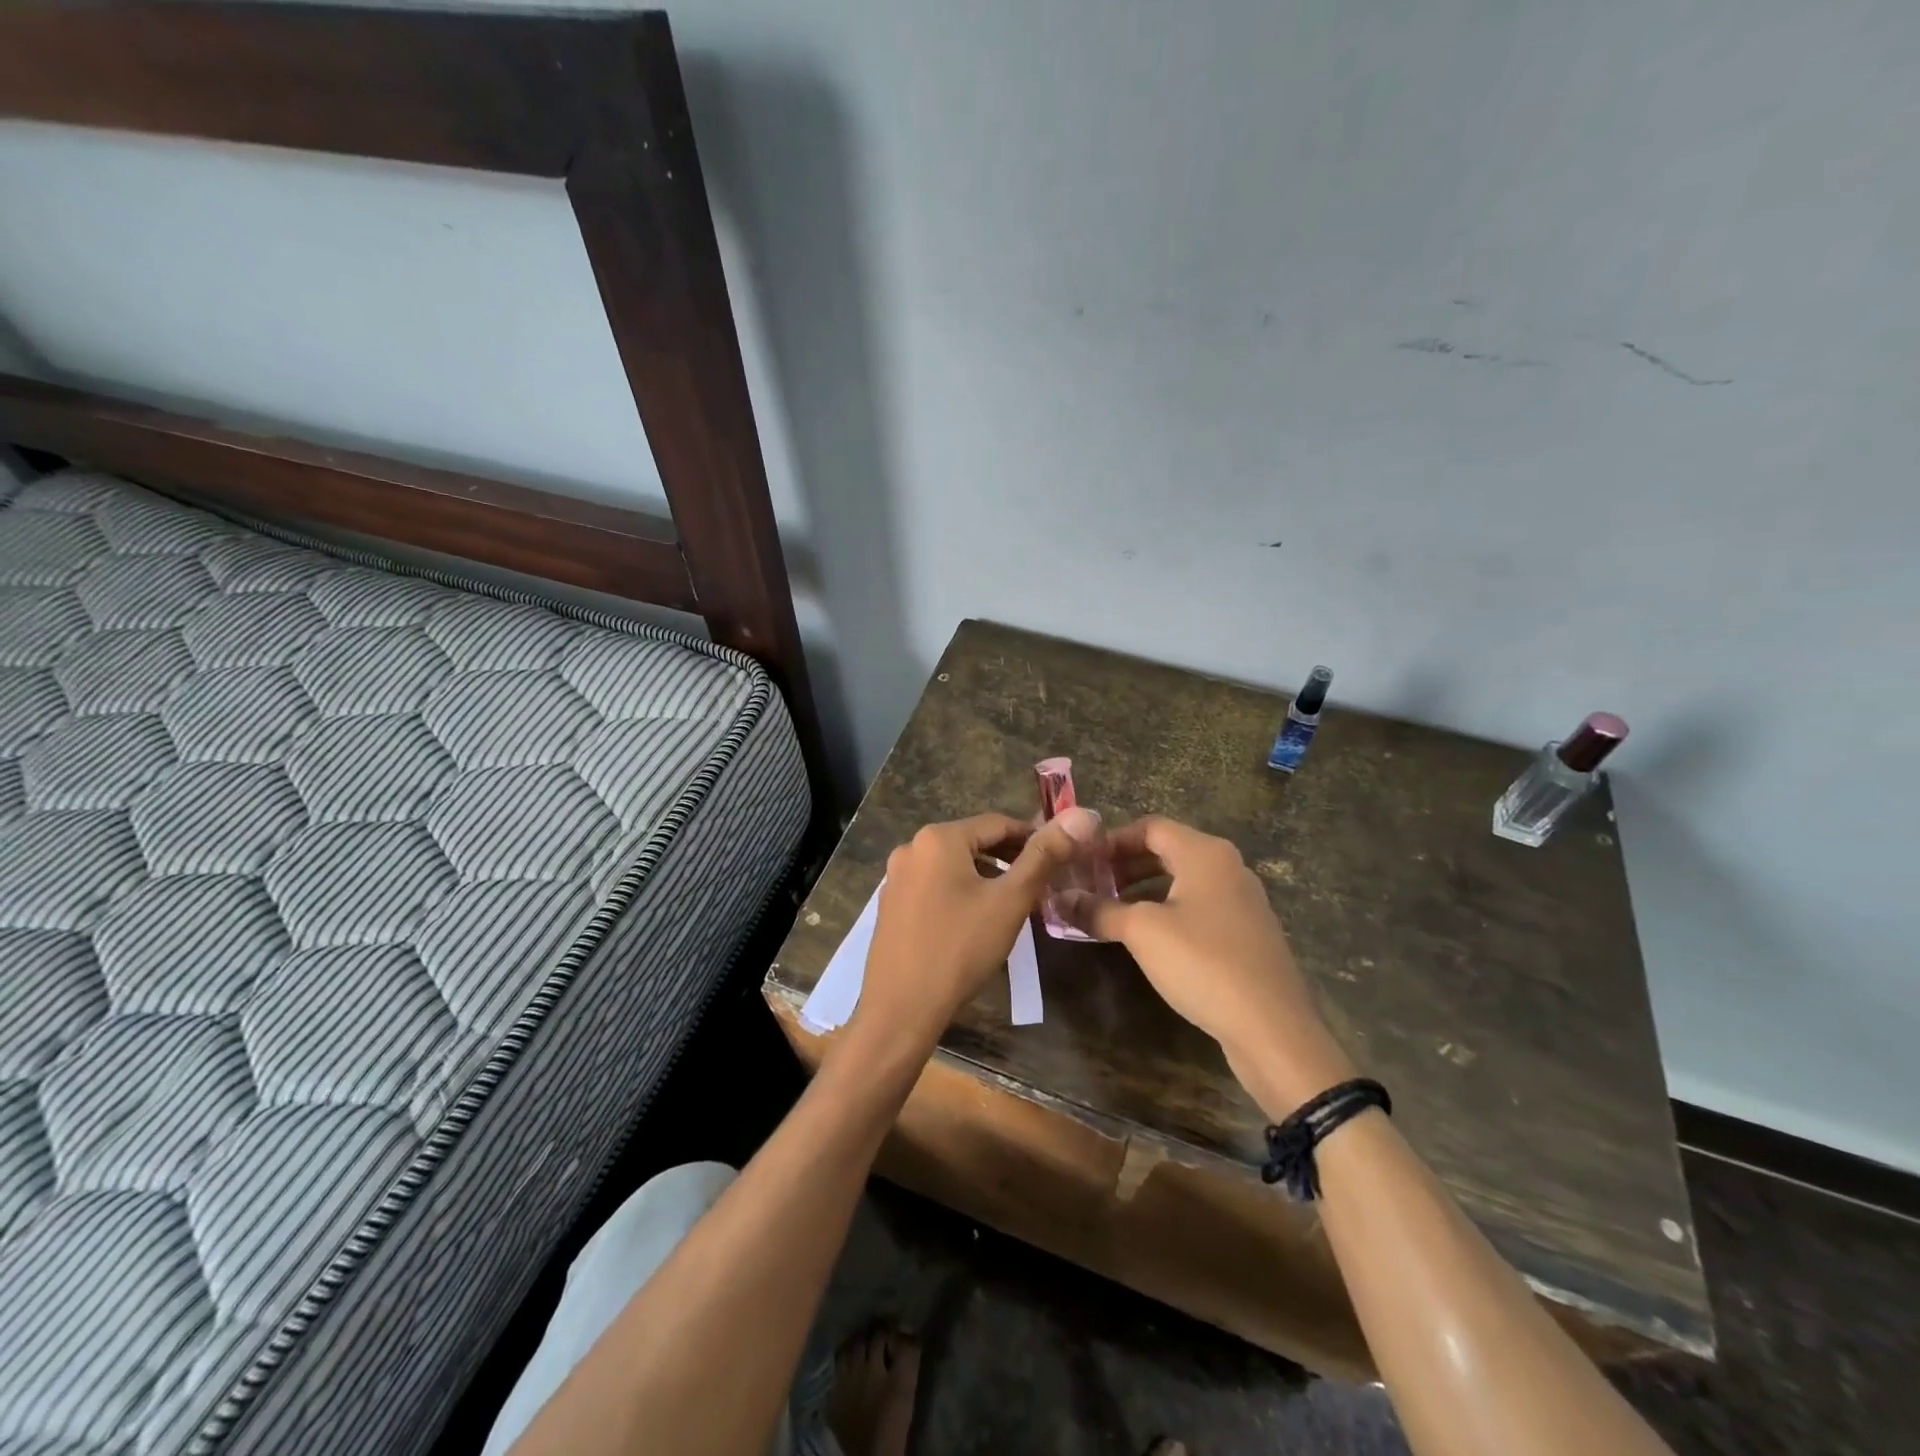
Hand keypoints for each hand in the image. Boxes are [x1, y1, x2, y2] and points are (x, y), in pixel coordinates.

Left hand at [851, 807, 1098, 1055]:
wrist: (900, 1008)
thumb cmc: (960, 949)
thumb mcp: (1010, 901)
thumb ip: (1044, 857)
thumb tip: (1080, 817)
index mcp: (938, 838)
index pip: (998, 823)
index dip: (1033, 837)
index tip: (1060, 858)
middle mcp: (912, 848)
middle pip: (973, 842)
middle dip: (1010, 858)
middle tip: (1042, 883)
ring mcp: (896, 877)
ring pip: (953, 865)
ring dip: (986, 876)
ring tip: (1013, 902)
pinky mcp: (891, 904)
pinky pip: (934, 885)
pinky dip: (960, 892)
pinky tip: (976, 920)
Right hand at [1063, 815, 1355, 1109]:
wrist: (1272, 1028)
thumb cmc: (1203, 963)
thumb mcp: (1142, 932)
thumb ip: (1100, 910)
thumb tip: (1060, 899)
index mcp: (1205, 853)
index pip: (1150, 827)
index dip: (1112, 841)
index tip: (1082, 863)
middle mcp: (1228, 867)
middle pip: (1168, 851)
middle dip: (1126, 866)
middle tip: (1091, 886)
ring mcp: (1242, 901)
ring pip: (1184, 881)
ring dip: (1145, 890)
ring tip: (1112, 912)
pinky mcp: (1248, 934)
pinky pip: (1200, 907)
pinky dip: (1169, 911)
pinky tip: (1148, 939)